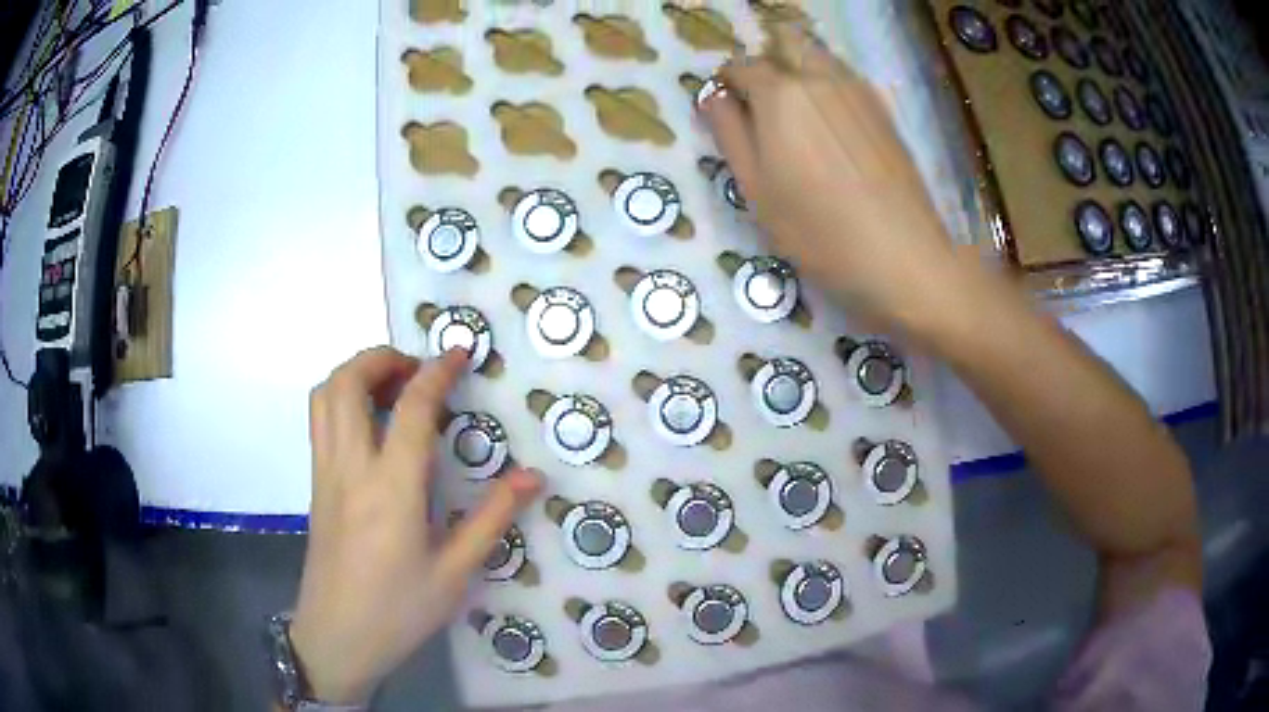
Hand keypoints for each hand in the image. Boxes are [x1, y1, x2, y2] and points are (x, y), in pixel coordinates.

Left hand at [290, 347, 542, 703]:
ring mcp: (325, 473)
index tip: (458, 353)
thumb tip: (531, 477)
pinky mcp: (315, 485)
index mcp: (391, 487)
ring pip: (325, 395)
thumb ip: (491, 519)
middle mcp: (350, 467)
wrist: (337, 638)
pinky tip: (371, 427)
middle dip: (382, 357)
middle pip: (348, 381)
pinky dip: (343, 398)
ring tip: (392, 389)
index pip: (410, 408)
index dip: (436, 372)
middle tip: (417, 370)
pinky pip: (320, 420)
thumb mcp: (455, 573)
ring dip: (356, 373)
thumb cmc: (398, 611)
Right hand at [700, 26, 963, 329]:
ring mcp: (858, 89)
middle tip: (763, 106)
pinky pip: (845, 77)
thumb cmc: (819, 231)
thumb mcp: (756, 189)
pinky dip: (827, 85)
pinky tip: (831, 129)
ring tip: (797, 118)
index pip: (740, 65)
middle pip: (784, 43)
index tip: (727, 112)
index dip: (726, 85)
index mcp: (780, 93)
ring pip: (818, 55)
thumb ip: (729, 132)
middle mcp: (819, 76)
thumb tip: (713, 96)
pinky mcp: (883, 109)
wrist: (904, 256)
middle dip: (766, 62)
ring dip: (798, 69)